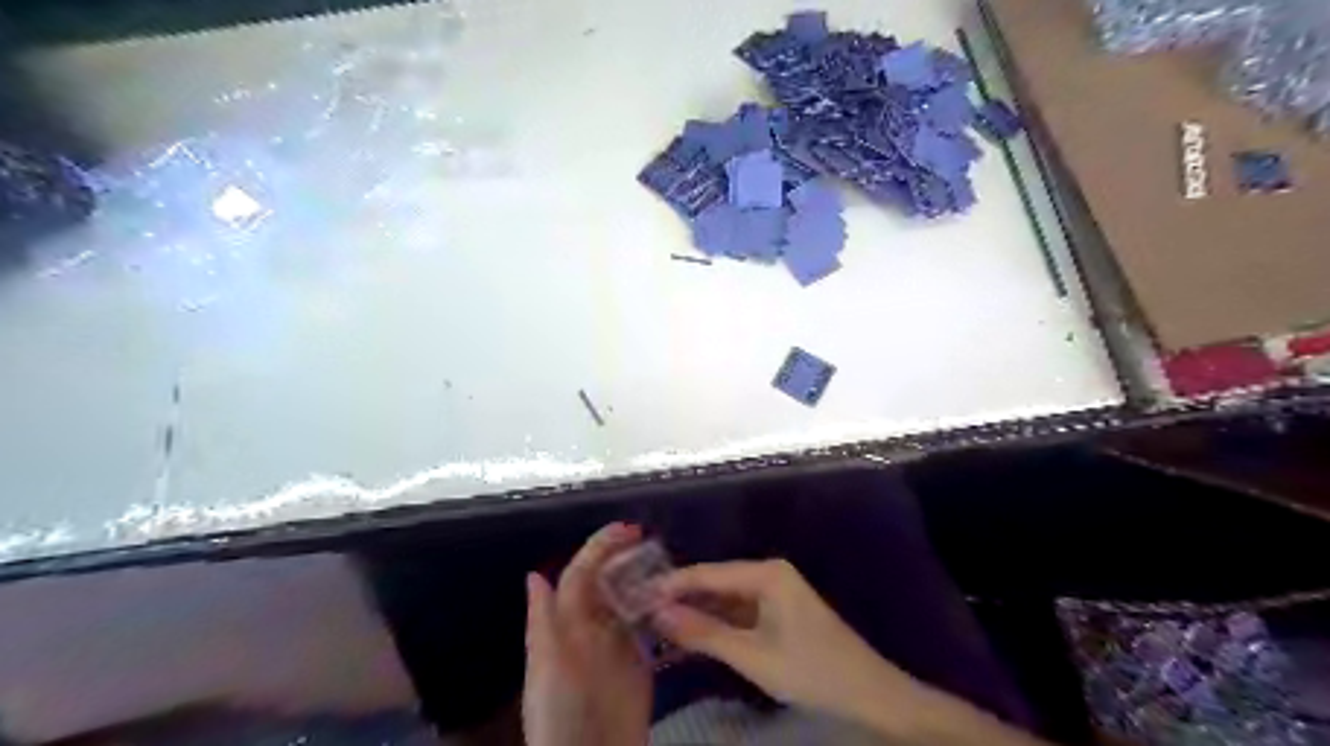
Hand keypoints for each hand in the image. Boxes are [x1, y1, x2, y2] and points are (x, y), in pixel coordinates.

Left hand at [523, 522, 653, 745]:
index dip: (601, 548)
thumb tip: (536, 573)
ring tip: (671, 563)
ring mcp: (619, 644)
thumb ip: (542, 621)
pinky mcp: (641, 662)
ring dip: (647, 579)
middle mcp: (592, 626)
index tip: (628, 529)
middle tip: (655, 541)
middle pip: (610, 582)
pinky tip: (678, 598)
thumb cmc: (558, 712)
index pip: (582, 574)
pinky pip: (651, 627)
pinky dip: (662, 609)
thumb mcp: (546, 667)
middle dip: (627, 557)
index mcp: (567, 623)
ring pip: (632, 600)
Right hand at [651, 562, 921, 725]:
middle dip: (682, 596)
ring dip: (698, 611)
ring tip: (658, 621)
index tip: (636, 594)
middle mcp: (770, 573)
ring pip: (727, 597)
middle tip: (642, 609)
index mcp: (766, 573)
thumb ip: (703, 633)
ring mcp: (776, 591)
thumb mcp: (751, 655)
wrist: (868, 694)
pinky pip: (741, 610)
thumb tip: (659, 613)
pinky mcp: (780, 610)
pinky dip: (718, 622)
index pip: (708, 573)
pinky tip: (694, 632)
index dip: (672, 584)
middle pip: (716, 581)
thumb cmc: (810, 670)